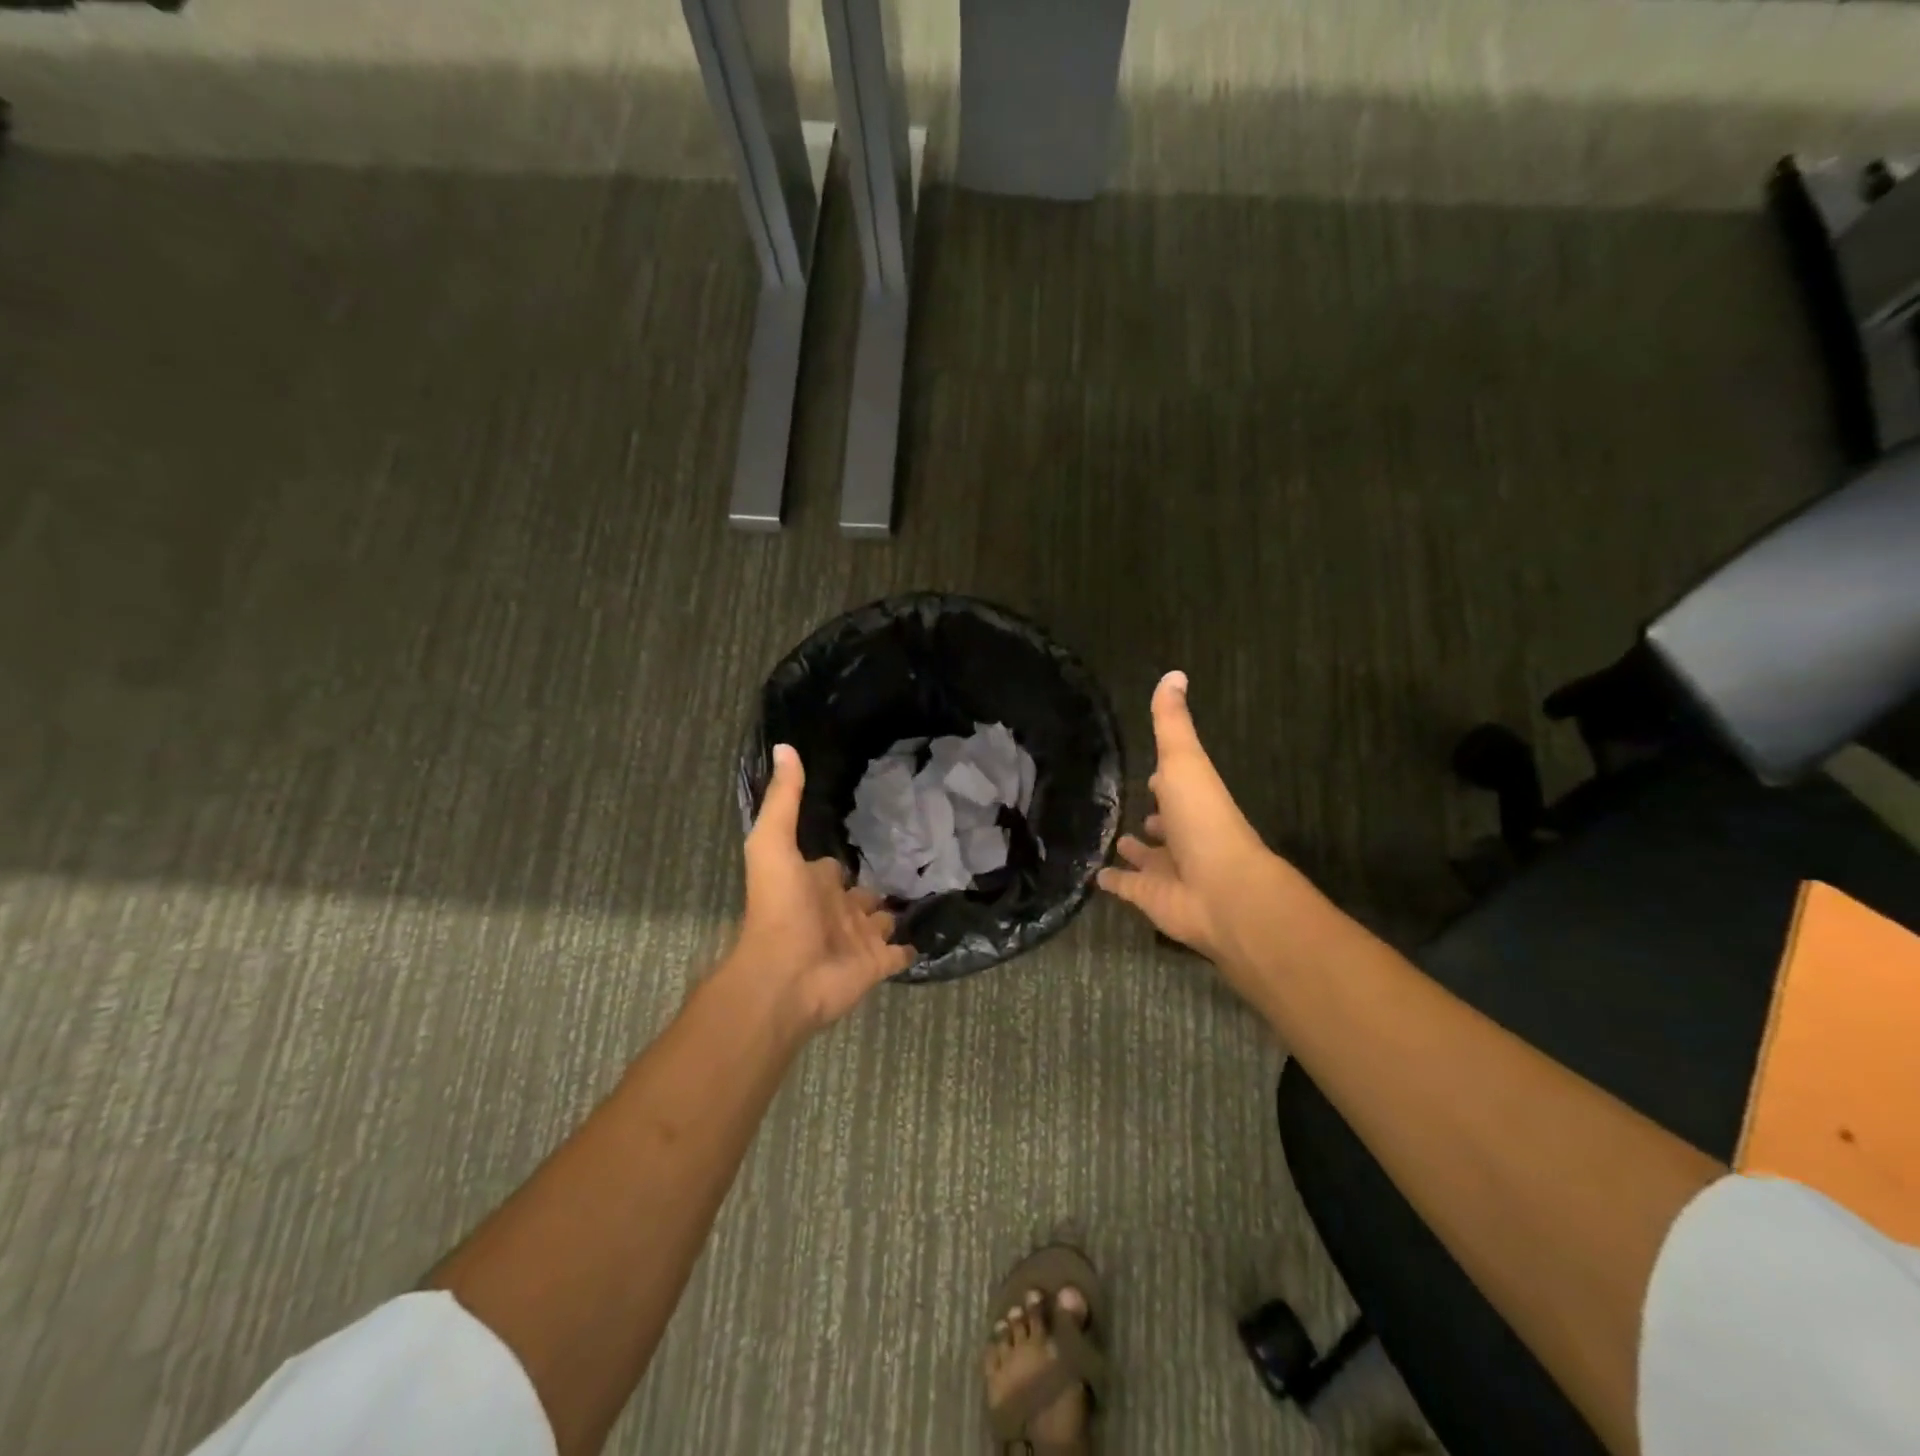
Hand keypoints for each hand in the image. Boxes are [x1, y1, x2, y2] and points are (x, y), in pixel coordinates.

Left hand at [728, 744, 913, 1031]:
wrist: (787, 976)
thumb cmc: (779, 908)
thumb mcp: (773, 844)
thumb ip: (784, 800)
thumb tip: (785, 747)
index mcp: (814, 883)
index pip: (834, 866)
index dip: (847, 854)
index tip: (872, 834)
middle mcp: (837, 910)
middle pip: (863, 893)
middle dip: (880, 882)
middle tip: (915, 859)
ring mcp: (858, 938)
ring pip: (883, 921)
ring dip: (898, 911)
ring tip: (933, 888)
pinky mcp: (878, 963)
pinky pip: (901, 952)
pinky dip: (915, 943)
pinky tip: (938, 927)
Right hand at [1097, 671, 1296, 970]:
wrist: (1220, 889)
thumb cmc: (1203, 819)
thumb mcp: (1184, 761)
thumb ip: (1172, 723)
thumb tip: (1174, 674)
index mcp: (1193, 801)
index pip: (1175, 786)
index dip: (1164, 779)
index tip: (1150, 773)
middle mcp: (1183, 834)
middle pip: (1166, 824)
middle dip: (1153, 816)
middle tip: (1130, 807)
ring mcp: (1167, 869)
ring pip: (1148, 857)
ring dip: (1135, 849)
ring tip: (1114, 839)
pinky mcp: (1149, 897)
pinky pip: (1127, 887)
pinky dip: (1112, 881)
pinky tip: (1094, 875)